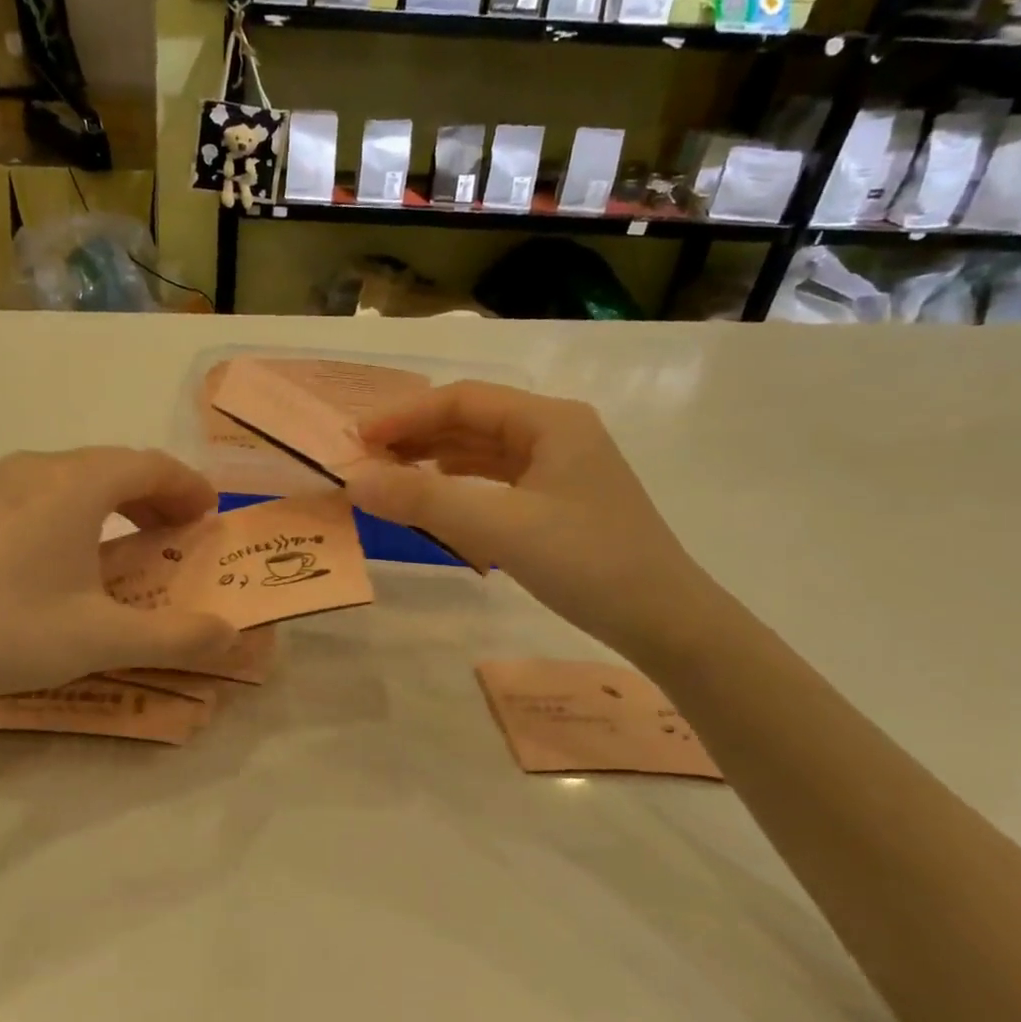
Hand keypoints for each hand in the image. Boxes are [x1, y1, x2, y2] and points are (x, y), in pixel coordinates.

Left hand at [0, 448, 238, 728]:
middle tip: (184, 531)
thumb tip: (232, 636)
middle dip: (158, 494)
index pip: (150, 465)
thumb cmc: (8, 632)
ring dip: (121, 501)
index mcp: (75, 484)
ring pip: (80, 478)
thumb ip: (175, 637)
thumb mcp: (102, 638)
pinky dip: (85, 511)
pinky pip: (50, 494)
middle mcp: (40, 469)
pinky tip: (82, 554)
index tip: (212, 514)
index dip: (188, 486)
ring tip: (142, 539)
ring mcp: (2, 487)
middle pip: (116, 465)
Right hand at [344, 382, 716, 660]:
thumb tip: (354, 480)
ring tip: (388, 474)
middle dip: (415, 434)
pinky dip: (458, 481)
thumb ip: (424, 499)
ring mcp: (560, 466)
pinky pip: (496, 477)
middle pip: (472, 419)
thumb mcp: (499, 528)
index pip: (463, 400)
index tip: (356, 439)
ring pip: (482, 448)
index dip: (404, 414)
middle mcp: (556, 432)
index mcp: (550, 421)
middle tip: (364, 459)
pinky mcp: (559, 499)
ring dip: (434, 456)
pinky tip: (435, 492)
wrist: (666, 621)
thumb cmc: (588, 563)